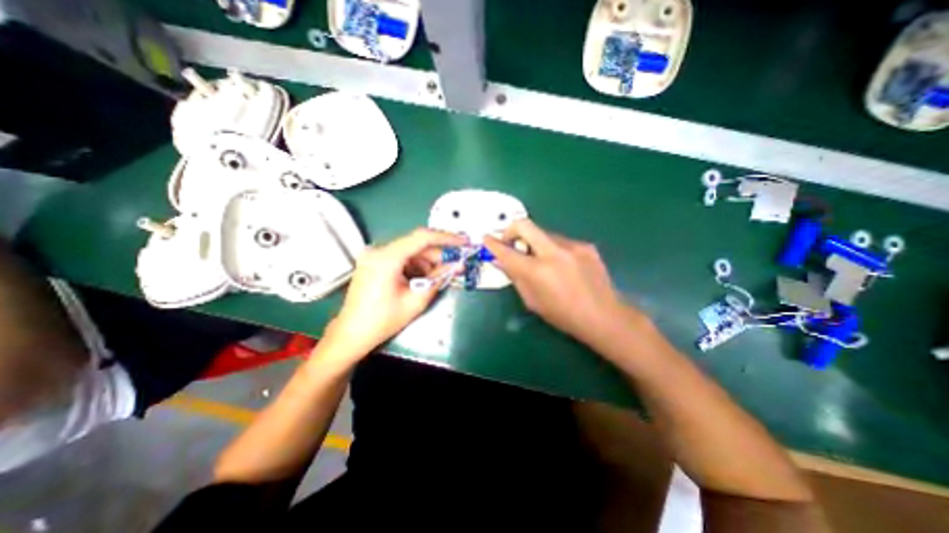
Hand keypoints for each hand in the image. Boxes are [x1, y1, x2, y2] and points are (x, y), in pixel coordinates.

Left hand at [327, 227, 465, 354]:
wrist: (351, 333)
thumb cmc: (383, 320)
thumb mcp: (416, 300)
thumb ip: (438, 278)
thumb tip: (458, 265)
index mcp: (387, 258)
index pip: (422, 238)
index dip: (446, 238)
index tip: (464, 241)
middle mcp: (379, 250)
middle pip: (417, 246)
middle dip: (439, 256)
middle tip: (457, 265)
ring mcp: (375, 255)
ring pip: (411, 252)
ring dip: (428, 264)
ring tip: (438, 279)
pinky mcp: (375, 261)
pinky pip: (402, 258)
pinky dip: (416, 267)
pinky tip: (422, 280)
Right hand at [483, 220, 645, 347]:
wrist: (603, 315)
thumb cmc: (562, 315)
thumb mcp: (532, 301)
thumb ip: (515, 277)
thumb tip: (501, 261)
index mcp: (537, 271)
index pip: (507, 251)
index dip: (493, 243)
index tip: (486, 238)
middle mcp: (553, 253)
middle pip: (525, 225)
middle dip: (511, 229)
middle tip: (510, 241)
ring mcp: (572, 246)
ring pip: (544, 233)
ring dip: (536, 243)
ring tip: (542, 261)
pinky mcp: (586, 245)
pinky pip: (561, 241)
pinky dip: (554, 249)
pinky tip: (563, 265)